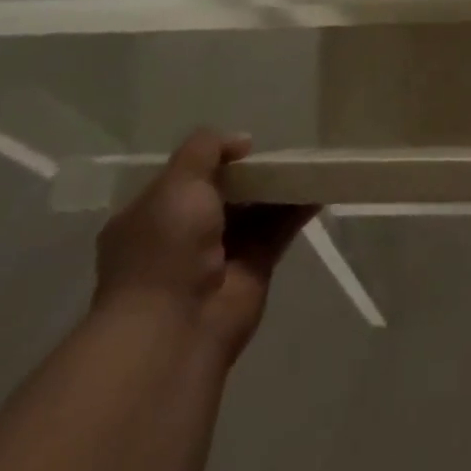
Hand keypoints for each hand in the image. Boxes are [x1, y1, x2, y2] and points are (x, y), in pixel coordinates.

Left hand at [93, 129, 313, 363]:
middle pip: (225, 193)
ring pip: (255, 210)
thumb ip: (205, 150)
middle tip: (283, 150)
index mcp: (150, 216)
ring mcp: (219, 255)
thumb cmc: (164, 249)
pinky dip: (298, 209)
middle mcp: (182, 236)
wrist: (175, 329)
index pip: (184, 179)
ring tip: (309, 161)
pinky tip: (320, 187)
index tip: (245, 146)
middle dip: (252, 173)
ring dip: (279, 187)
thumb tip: (241, 141)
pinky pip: (279, 230)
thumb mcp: (176, 183)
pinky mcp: (254, 270)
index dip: (213, 159)